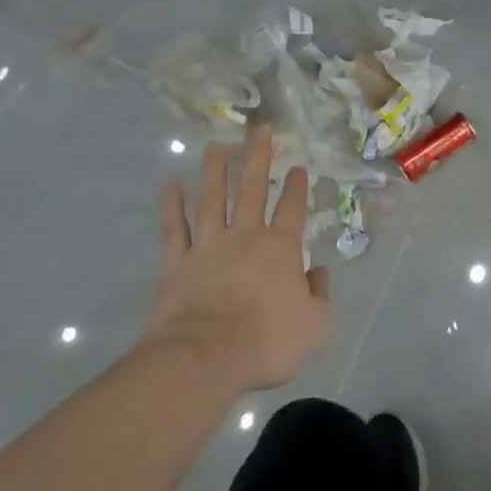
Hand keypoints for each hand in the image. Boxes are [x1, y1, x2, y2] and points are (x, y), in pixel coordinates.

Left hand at [140, 130, 330, 391]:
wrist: (206, 358)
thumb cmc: (267, 341)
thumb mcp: (315, 324)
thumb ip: (319, 293)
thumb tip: (318, 272)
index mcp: (281, 248)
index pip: (293, 208)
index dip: (297, 186)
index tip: (299, 167)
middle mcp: (246, 237)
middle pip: (253, 190)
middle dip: (259, 159)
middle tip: (261, 132)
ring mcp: (208, 246)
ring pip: (213, 199)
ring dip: (215, 171)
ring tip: (216, 146)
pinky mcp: (177, 263)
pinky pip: (174, 229)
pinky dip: (172, 206)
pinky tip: (171, 185)